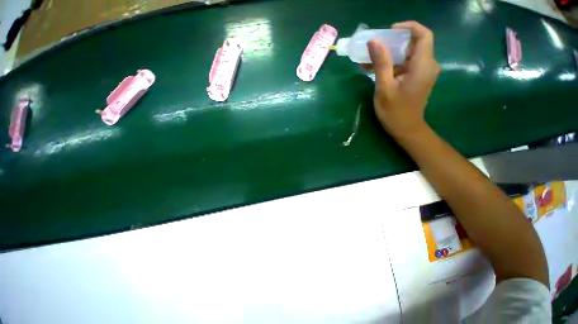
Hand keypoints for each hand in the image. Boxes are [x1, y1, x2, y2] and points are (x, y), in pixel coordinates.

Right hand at [366, 21, 439, 139]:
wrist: (405, 129)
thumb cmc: (394, 111)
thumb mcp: (384, 87)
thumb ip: (381, 63)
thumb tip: (374, 41)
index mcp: (422, 65)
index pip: (423, 35)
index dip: (408, 27)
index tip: (389, 31)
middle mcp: (427, 65)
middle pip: (414, 44)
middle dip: (394, 42)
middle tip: (375, 47)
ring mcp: (422, 73)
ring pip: (408, 55)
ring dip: (390, 55)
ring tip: (369, 59)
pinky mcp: (417, 79)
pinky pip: (405, 65)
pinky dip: (392, 65)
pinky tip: (375, 70)